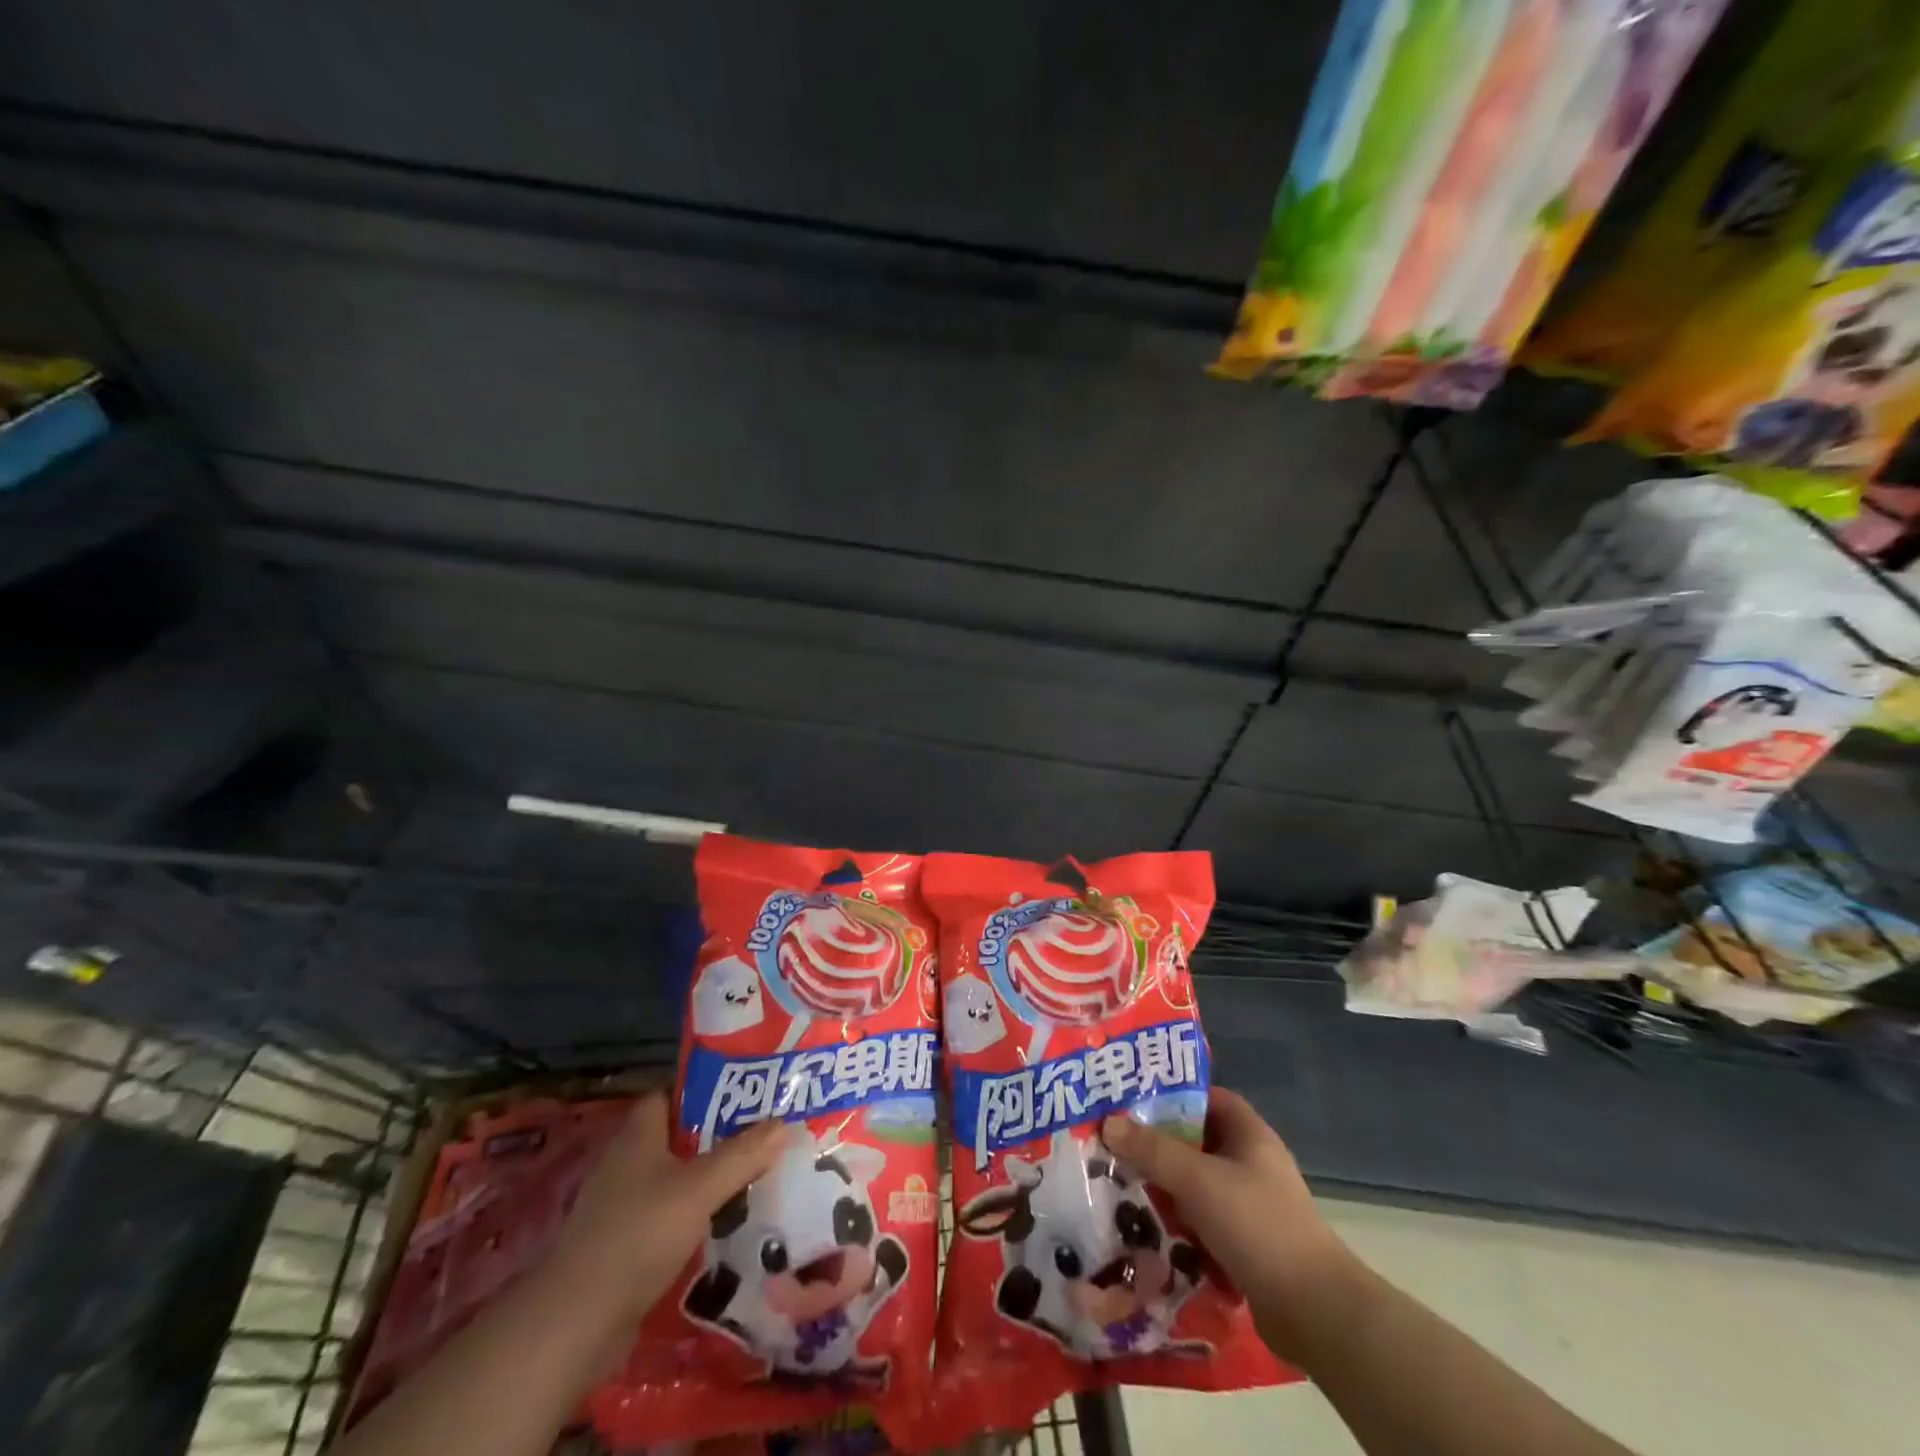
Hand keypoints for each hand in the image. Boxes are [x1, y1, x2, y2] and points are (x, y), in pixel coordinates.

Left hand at [546, 1093, 788, 1328]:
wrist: (577, 1324)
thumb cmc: (638, 1234)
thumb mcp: (700, 1188)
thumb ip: (742, 1155)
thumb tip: (784, 1124)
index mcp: (638, 1135)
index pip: (671, 1094)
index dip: (705, 1090)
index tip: (746, 1094)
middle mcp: (627, 1163)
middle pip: (679, 1137)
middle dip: (718, 1137)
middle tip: (764, 1135)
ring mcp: (623, 1207)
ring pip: (676, 1180)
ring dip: (710, 1180)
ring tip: (757, 1176)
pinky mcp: (625, 1246)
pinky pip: (669, 1217)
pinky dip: (696, 1217)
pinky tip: (728, 1225)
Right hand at [1102, 1089, 1357, 1363]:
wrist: (1314, 1312)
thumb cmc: (1257, 1226)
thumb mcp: (1197, 1180)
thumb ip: (1152, 1149)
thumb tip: (1109, 1122)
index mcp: (1250, 1134)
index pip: (1207, 1097)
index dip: (1172, 1094)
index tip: (1132, 1100)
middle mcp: (1252, 1164)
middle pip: (1196, 1142)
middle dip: (1157, 1146)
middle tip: (1114, 1145)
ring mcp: (1251, 1206)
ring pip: (1197, 1186)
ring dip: (1164, 1189)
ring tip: (1119, 1186)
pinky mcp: (1247, 1245)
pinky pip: (1203, 1223)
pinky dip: (1179, 1226)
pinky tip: (1146, 1231)